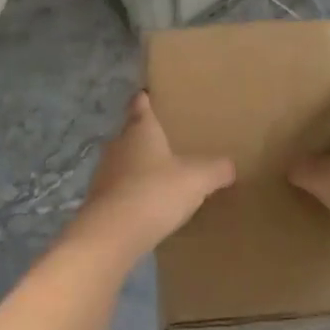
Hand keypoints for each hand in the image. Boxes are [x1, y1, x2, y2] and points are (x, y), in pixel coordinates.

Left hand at [66, 93, 234, 264]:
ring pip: (123, 162)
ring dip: (138, 167)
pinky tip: (147, 206)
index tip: (149, 95)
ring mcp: (103, 173)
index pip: (140, 104)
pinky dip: (131, 193)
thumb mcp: (197, 179)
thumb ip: (216, 169)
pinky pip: (118, 189)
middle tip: (167, 141)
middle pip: (130, 133)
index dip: (145, 98)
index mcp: (140, 130)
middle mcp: (117, 145)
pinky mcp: (98, 201)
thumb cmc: (155, 192)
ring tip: (160, 175)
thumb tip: (230, 166)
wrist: (112, 235)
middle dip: (146, 136)